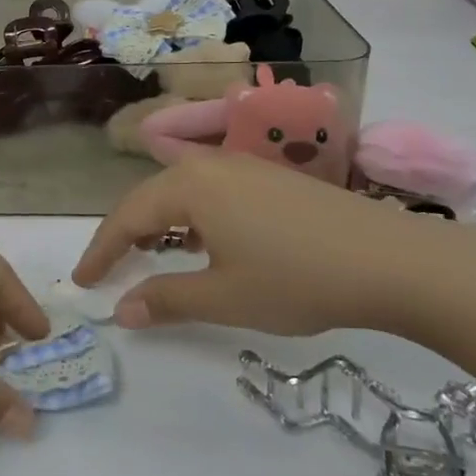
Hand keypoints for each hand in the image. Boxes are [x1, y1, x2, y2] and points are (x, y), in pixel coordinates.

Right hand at [72, 154, 452, 336]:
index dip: (101, 251)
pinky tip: (203, 242)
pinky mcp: (268, 176)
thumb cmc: (297, 278)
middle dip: (125, 235)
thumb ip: (166, 301)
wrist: (393, 260)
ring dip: (158, 223)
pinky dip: (191, 216)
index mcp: (188, 186)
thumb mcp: (225, 297)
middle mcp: (207, 164)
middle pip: (149, 197)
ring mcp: (241, 165)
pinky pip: (209, 190)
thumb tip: (120, 311)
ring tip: (150, 255)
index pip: (126, 217)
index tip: (82, 282)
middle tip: (110, 271)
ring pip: (180, 191)